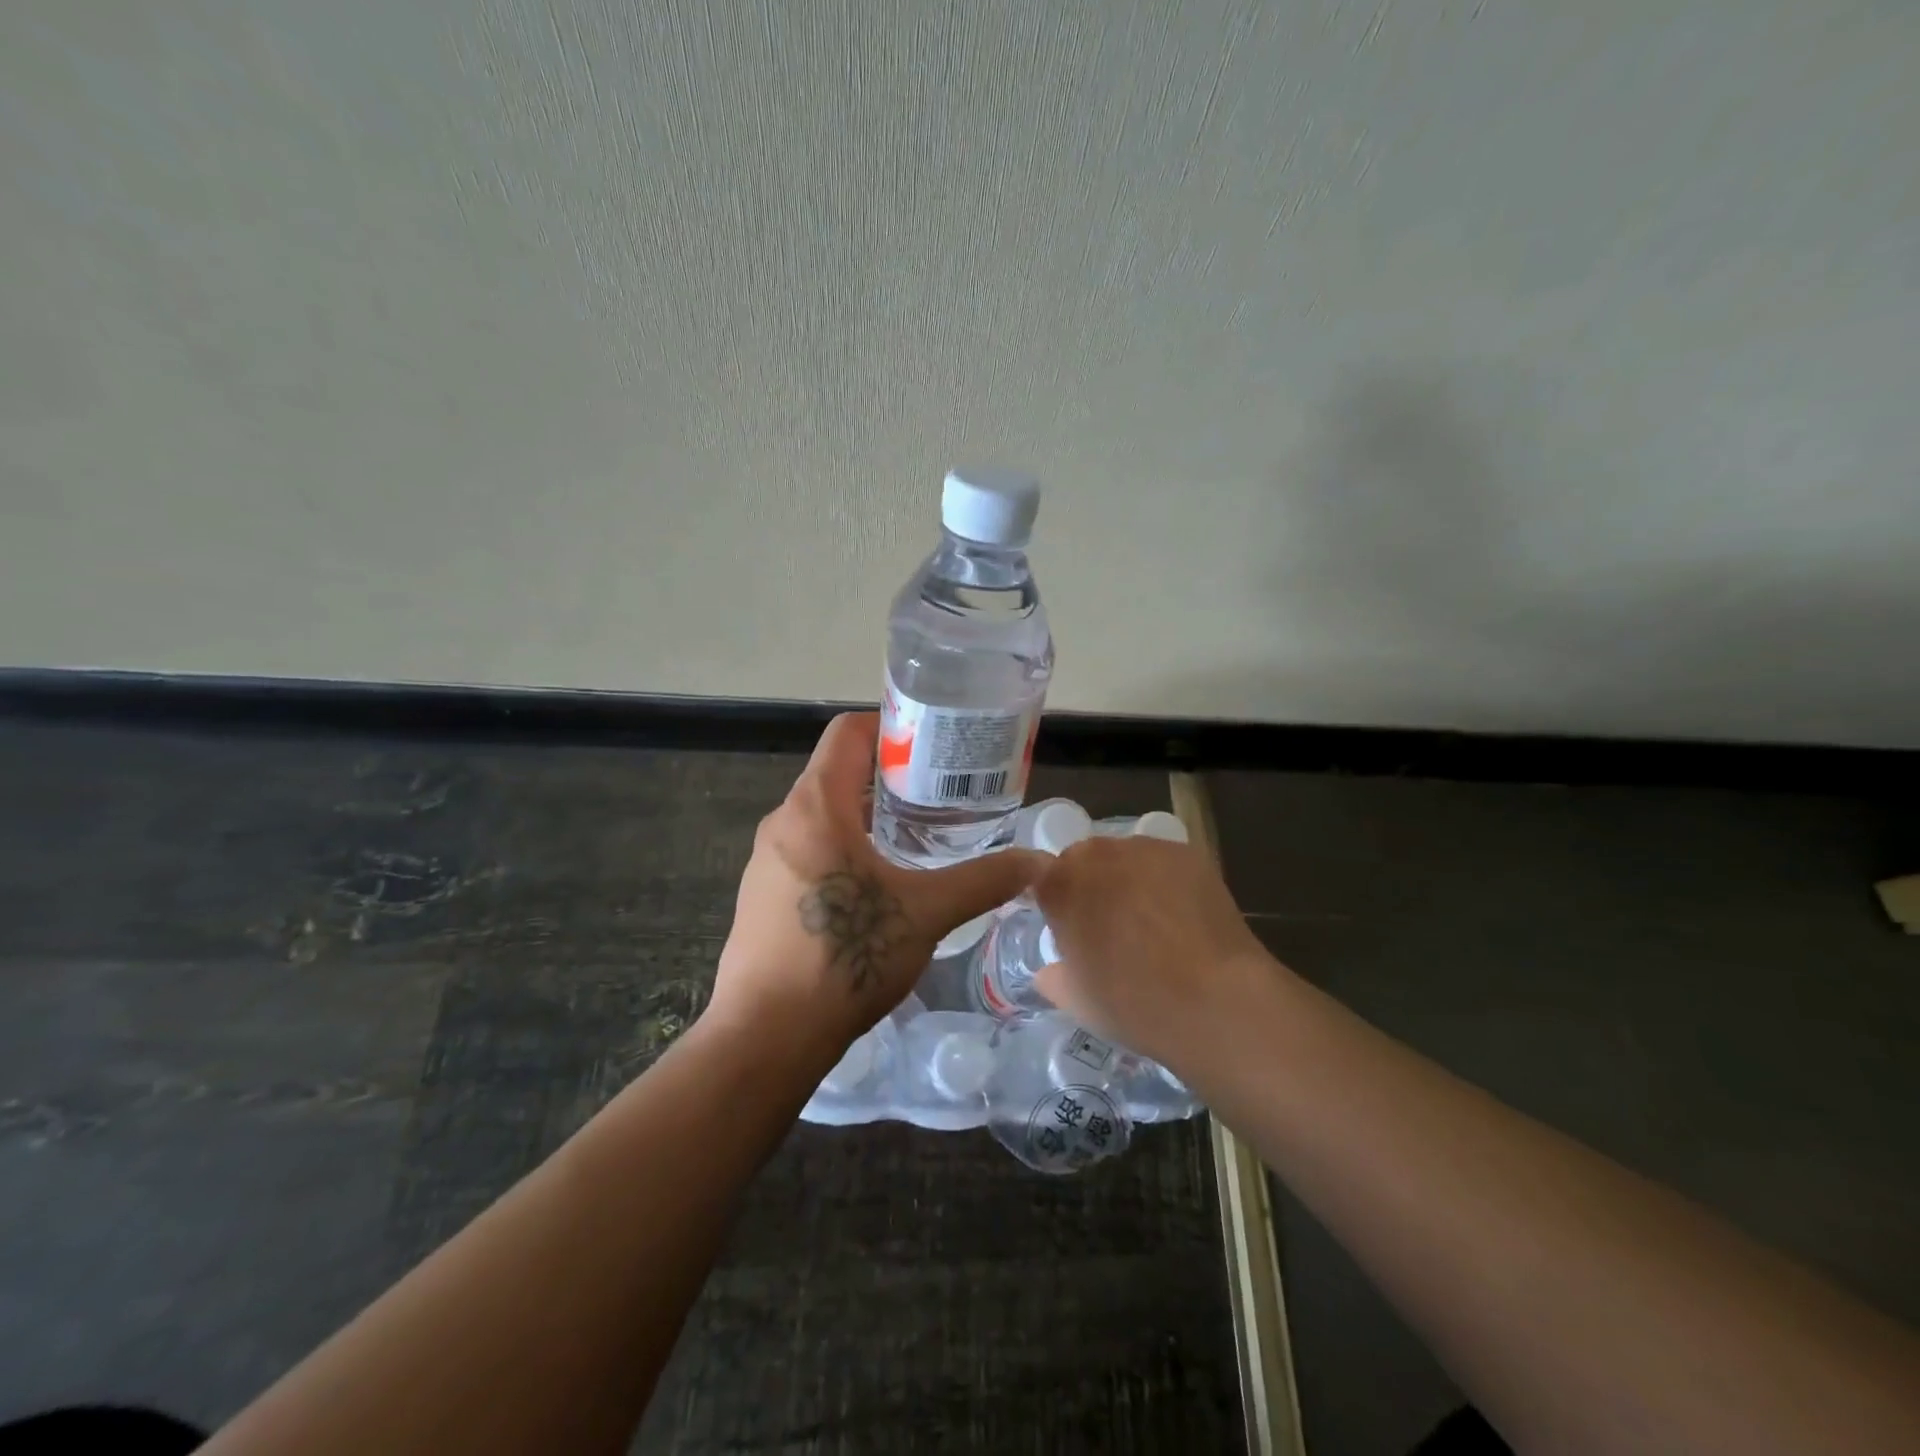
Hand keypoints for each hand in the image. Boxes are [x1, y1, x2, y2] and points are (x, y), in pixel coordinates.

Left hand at [708, 712, 1044, 1052]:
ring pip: (823, 815)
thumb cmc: (845, 958)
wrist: (766, 1038)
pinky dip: (844, 849)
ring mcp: (765, 860)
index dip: (892, 727)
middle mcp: (783, 821)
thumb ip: (984, 880)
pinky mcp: (761, 895)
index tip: (934, 747)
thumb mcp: (926, 914)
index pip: (849, 732)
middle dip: (890, 777)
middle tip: (940, 795)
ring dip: (868, 816)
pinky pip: (807, 850)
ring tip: (917, 838)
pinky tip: (878, 887)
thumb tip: (1037, 862)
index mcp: (816, 806)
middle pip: (839, 772)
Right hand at [1032, 835, 1274, 1068]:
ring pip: (1125, 857)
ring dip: (1128, 879)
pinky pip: (1162, 862)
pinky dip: (1165, 881)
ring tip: (1151, 921)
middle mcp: (1096, 854)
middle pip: (1084, 860)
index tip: (1063, 922)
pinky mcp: (1186, 853)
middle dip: (1091, 885)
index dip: (1051, 896)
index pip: (1038, 874)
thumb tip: (1050, 971)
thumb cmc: (1134, 1003)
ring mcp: (1144, 849)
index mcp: (1059, 885)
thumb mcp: (1076, 1000)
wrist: (1214, 1000)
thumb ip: (1053, 977)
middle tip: (1108, 927)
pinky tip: (1182, 916)